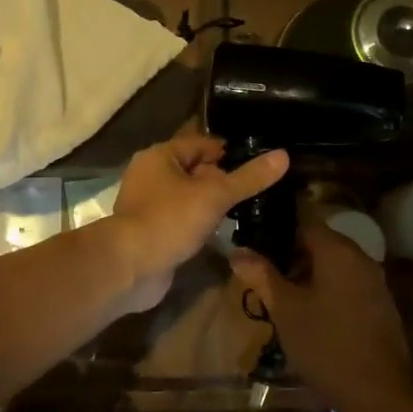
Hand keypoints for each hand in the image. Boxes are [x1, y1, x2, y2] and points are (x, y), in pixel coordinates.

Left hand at [108, 132, 289, 309]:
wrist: (129, 267)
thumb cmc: (170, 220)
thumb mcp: (215, 196)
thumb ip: (248, 178)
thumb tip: (283, 156)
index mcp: (160, 156)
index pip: (202, 144)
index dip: (229, 151)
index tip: (259, 162)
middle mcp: (150, 175)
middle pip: (194, 170)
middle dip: (221, 179)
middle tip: (256, 188)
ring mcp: (148, 205)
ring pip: (188, 196)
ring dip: (210, 203)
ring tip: (244, 209)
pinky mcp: (150, 231)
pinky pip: (180, 219)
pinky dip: (198, 223)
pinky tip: (220, 232)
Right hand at [230, 222, 412, 411]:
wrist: (379, 393)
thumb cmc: (325, 345)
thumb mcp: (285, 310)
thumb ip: (262, 275)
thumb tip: (238, 251)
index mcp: (338, 251)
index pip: (304, 221)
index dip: (277, 231)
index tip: (255, 244)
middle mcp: (361, 257)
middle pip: (321, 242)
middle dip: (291, 255)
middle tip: (264, 276)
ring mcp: (375, 281)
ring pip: (335, 265)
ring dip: (309, 275)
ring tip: (283, 298)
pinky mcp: (382, 304)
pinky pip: (349, 283)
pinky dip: (328, 289)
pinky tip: (312, 315)